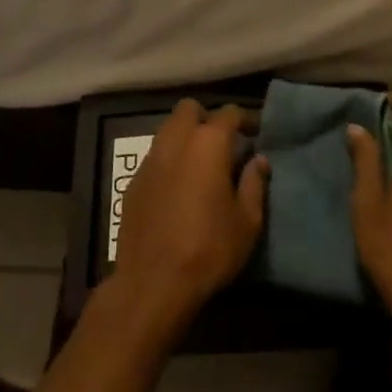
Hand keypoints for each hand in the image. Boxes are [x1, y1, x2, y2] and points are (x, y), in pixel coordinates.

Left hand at [108, 101, 268, 335]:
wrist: (153, 282)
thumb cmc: (209, 249)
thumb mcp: (247, 221)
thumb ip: (255, 183)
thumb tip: (258, 160)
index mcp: (208, 143)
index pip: (229, 113)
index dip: (246, 119)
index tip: (257, 132)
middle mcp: (176, 141)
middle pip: (189, 109)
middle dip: (207, 118)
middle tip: (223, 142)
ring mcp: (150, 159)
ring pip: (168, 129)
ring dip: (185, 137)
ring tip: (201, 163)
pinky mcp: (133, 181)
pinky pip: (154, 156)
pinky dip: (169, 160)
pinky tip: (178, 186)